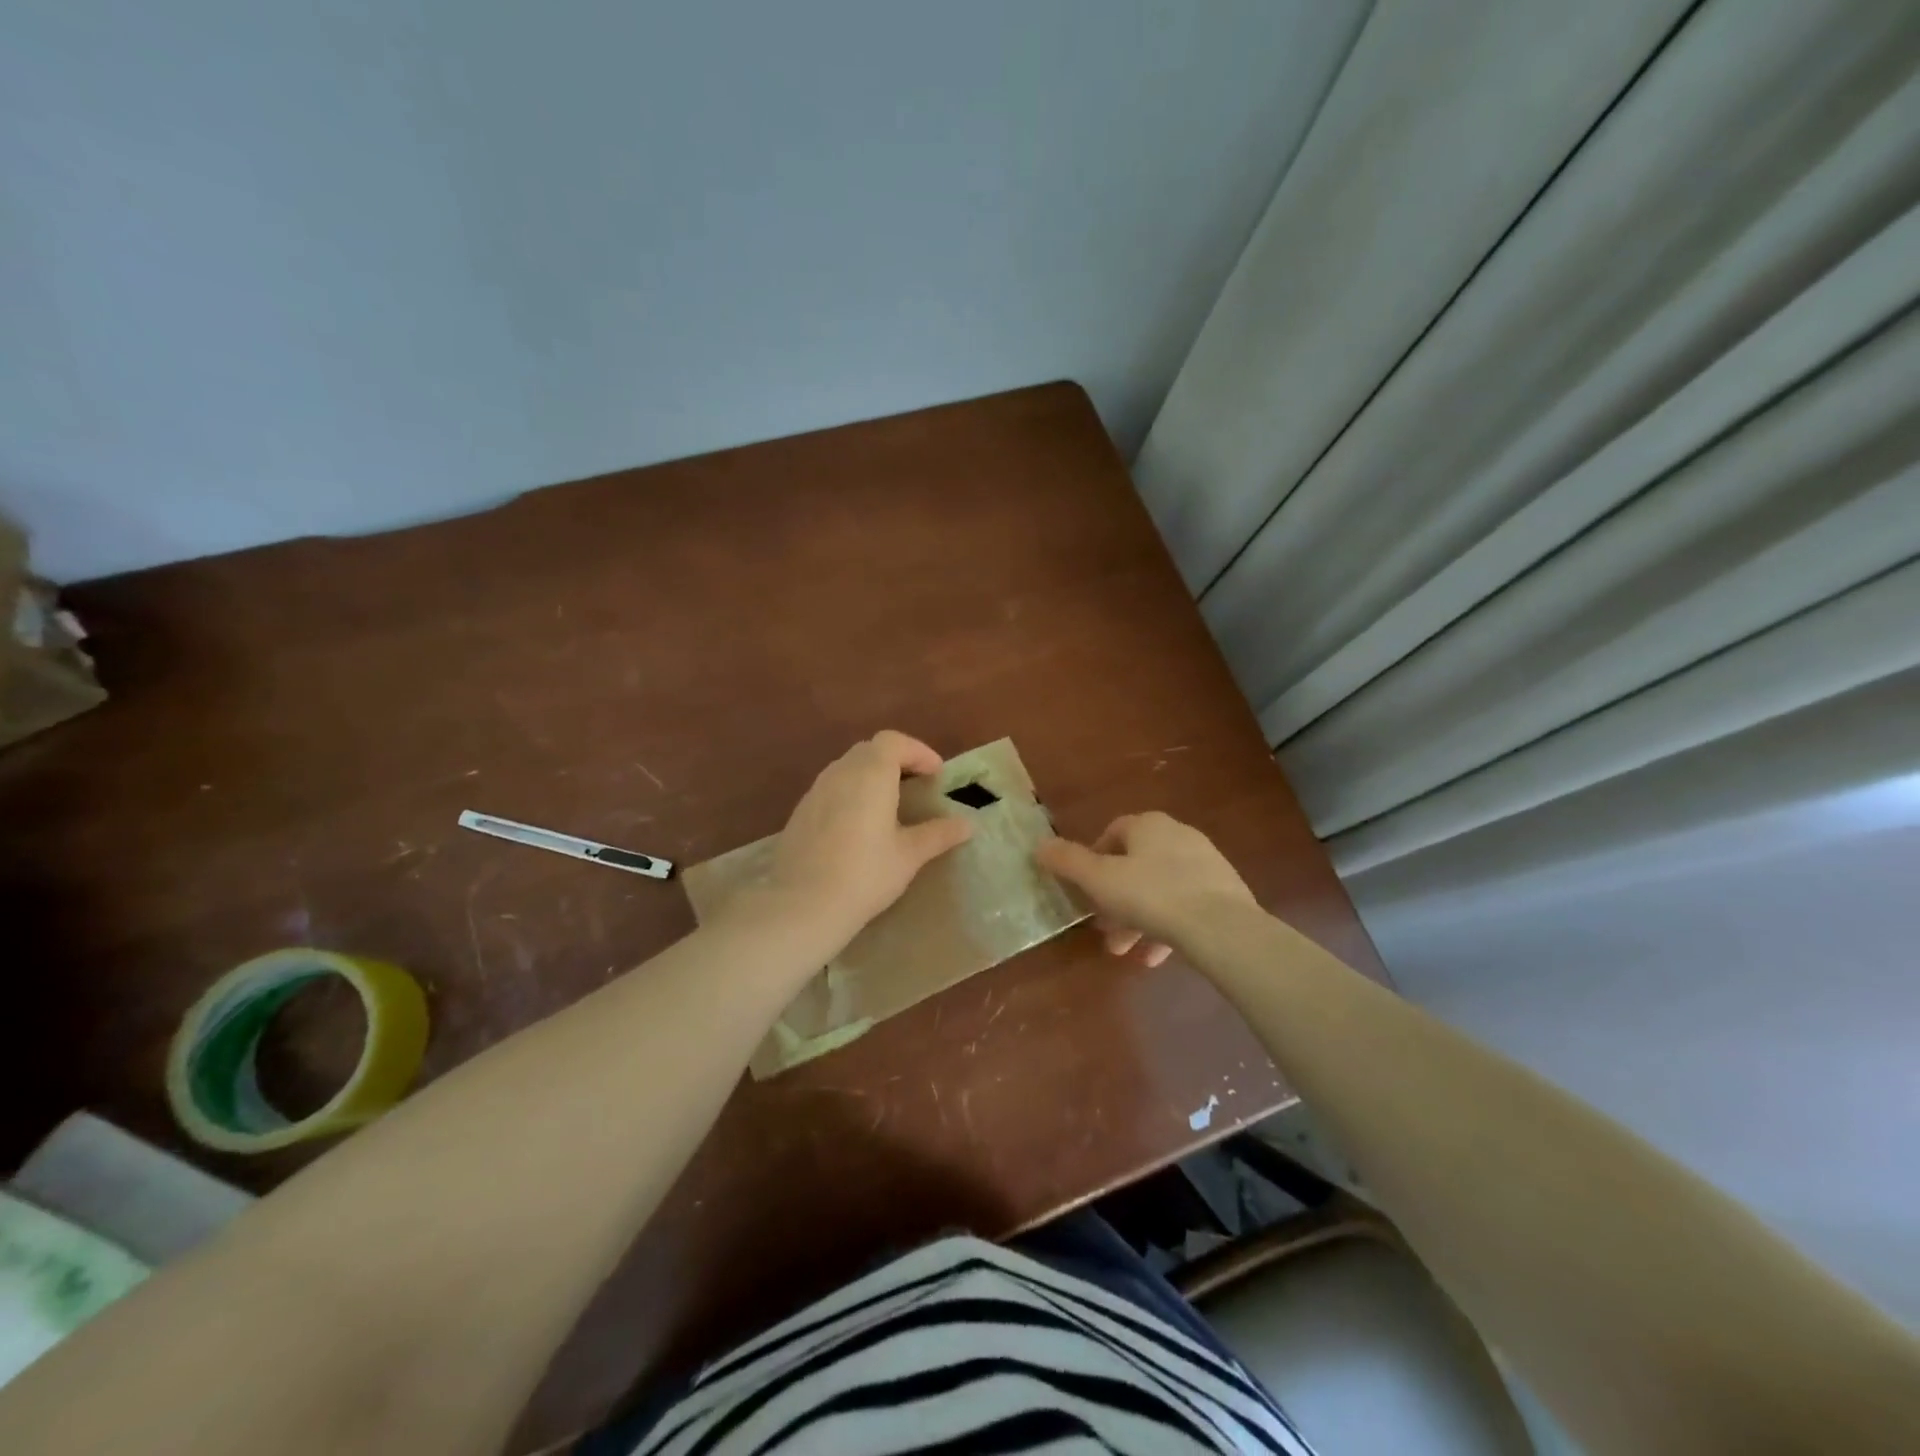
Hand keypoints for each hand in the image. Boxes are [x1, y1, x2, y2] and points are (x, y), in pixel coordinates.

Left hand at [752, 731, 972, 953]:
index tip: (936, 775)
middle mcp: (840, 772)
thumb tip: (967, 825)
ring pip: (847, 768)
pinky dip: (851, 793)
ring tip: (889, 805)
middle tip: (916, 786)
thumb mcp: (909, 855)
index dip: (918, 752)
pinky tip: (858, 826)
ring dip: (871, 776)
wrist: (802, 905)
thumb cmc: (865, 874)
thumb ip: (938, 834)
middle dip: (896, 760)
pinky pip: (831, 789)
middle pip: (870, 750)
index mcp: (871, 774)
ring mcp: (815, 791)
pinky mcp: (800, 812)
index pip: (894, 741)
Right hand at [1036, 812, 1254, 964]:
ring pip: (1160, 888)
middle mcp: (1178, 835)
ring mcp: (1205, 863)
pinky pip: (1185, 905)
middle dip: (1114, 899)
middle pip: (1136, 865)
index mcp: (1148, 825)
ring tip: (1126, 951)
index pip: (1113, 832)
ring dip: (1137, 918)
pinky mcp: (1224, 892)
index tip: (1085, 889)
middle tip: (1103, 929)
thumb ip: (1068, 862)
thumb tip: (1039, 846)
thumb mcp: (1099, 880)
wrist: (1222, 927)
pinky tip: (1156, 957)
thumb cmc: (1151, 896)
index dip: (1094, 858)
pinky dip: (1167, 927)